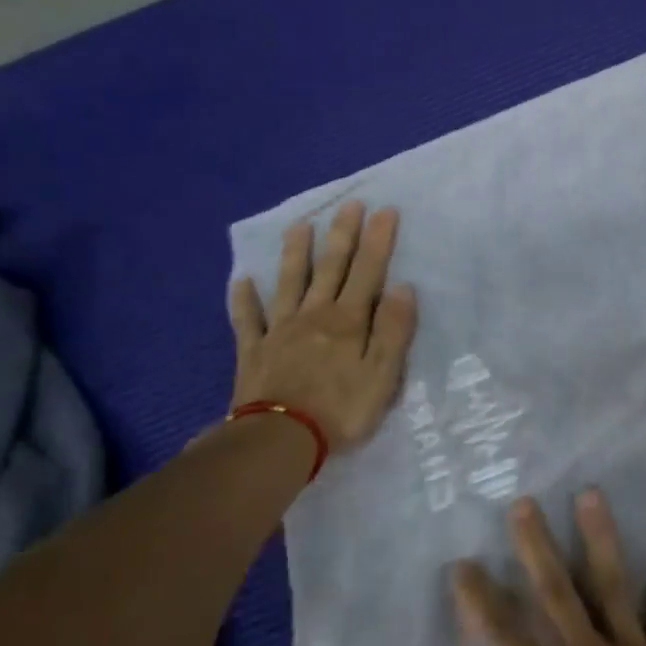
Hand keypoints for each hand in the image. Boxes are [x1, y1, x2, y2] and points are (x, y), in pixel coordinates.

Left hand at [227, 201, 417, 449]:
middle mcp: (314, 316)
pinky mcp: (254, 351)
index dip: (378, 241)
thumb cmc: (341, 409)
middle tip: (349, 204)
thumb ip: (394, 330)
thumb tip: (403, 288)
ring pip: (289, 283)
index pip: (368, 272)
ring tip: (299, 226)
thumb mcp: (383, 374)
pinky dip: (244, 299)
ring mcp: (280, 331)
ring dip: (296, 253)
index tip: (385, 211)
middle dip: (342, 235)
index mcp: (349, 321)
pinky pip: (248, 319)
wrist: (280, 440)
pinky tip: (242, 281)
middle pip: (330, 268)